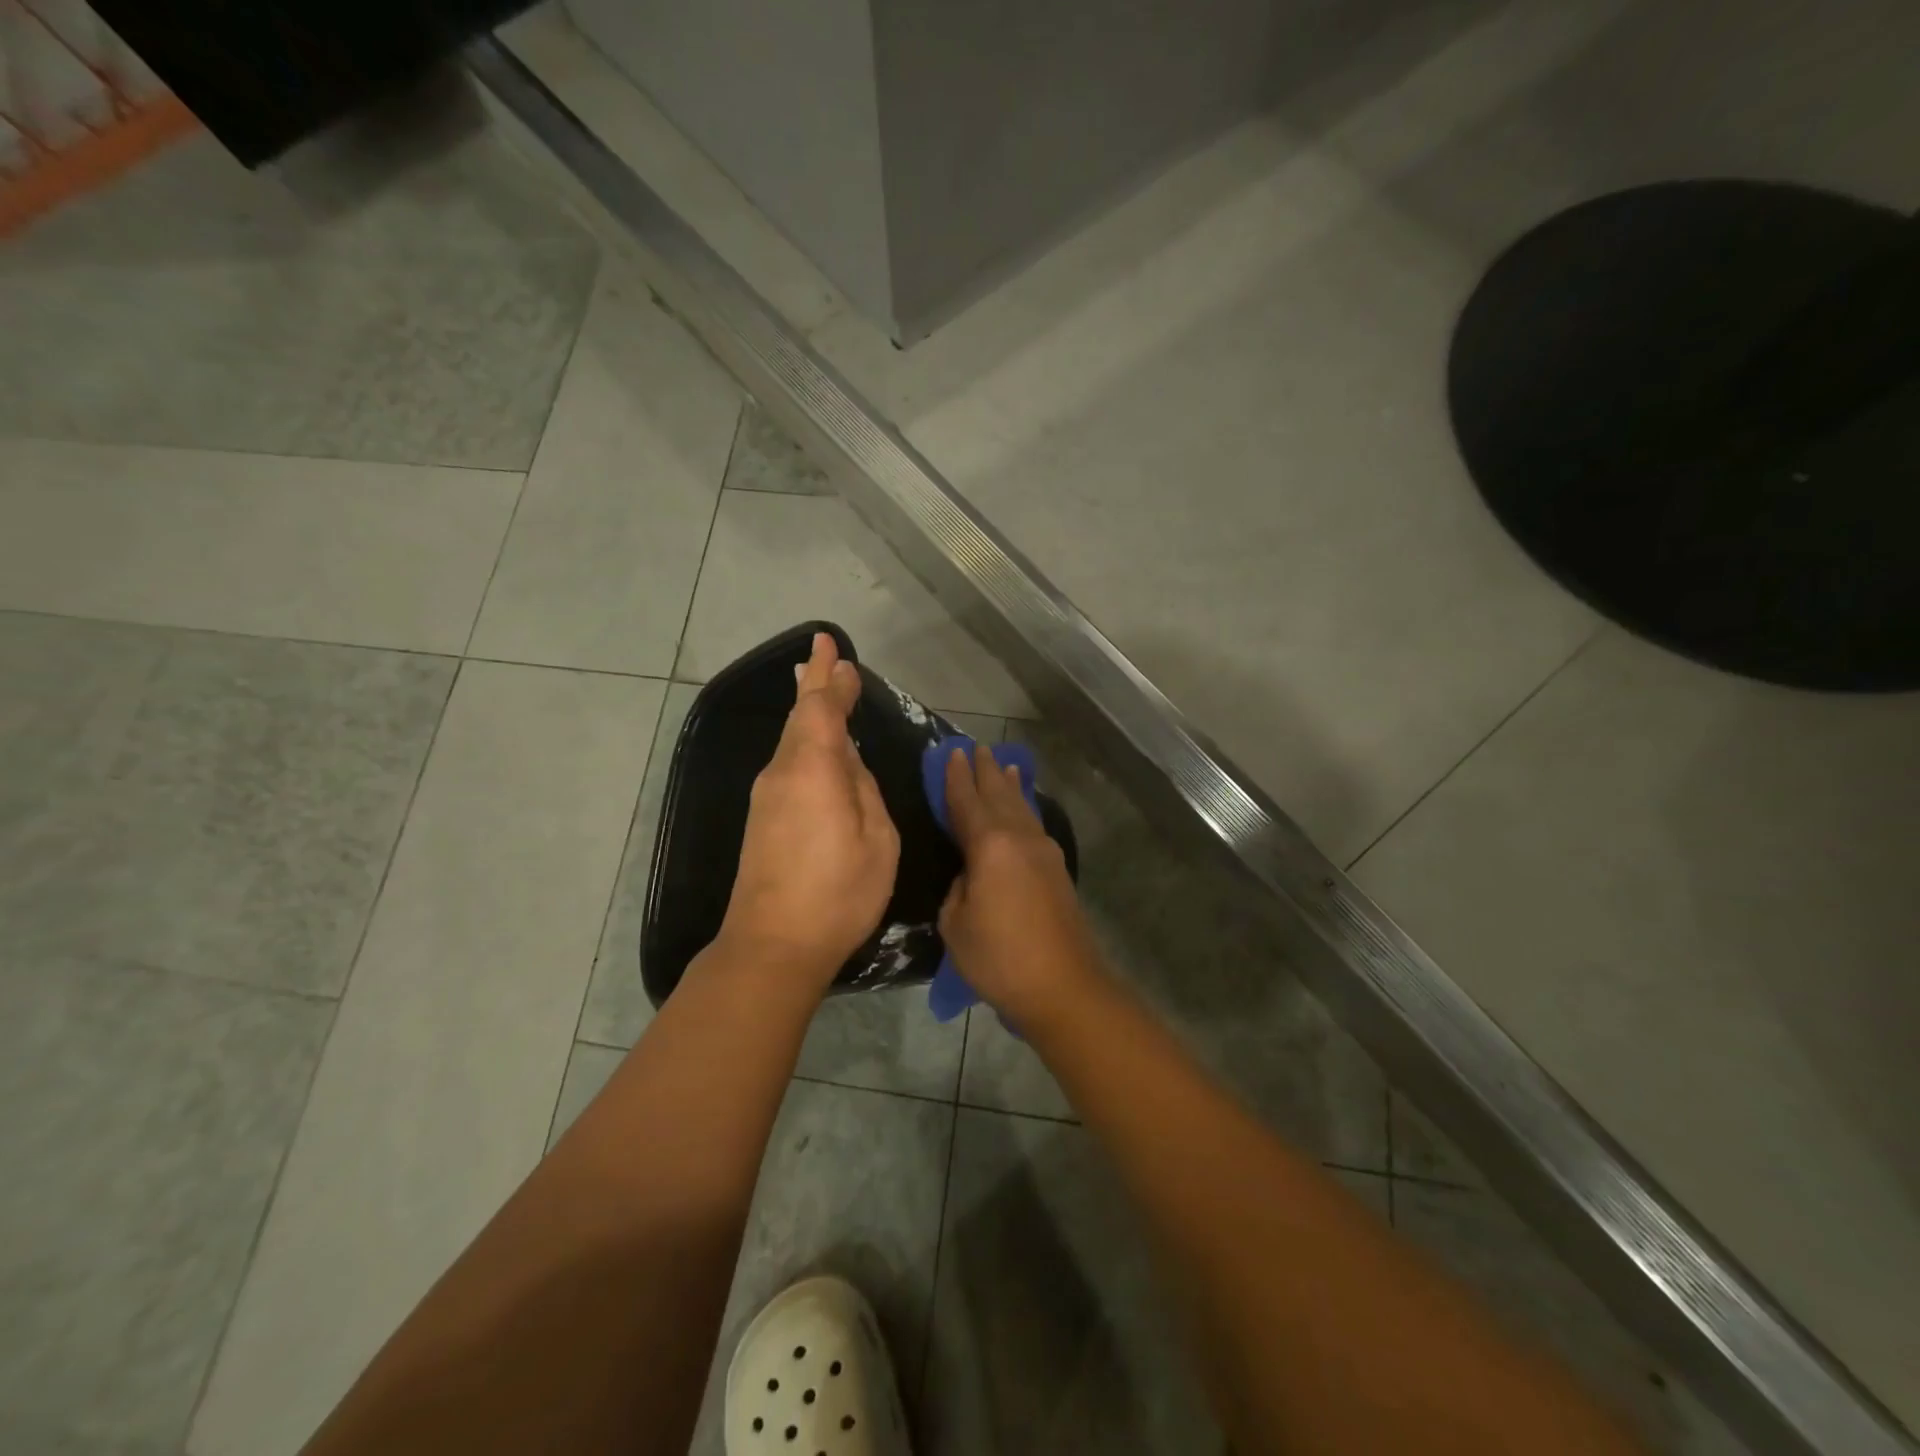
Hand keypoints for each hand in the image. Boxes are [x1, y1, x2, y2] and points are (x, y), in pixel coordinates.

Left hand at [716, 633, 900, 994]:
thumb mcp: (876, 838)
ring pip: (791, 740)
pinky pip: (788, 764)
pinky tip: (816, 746)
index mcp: (813, 767)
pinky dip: (804, 742)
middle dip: (814, 684)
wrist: (772, 946)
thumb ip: (864, 790)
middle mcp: (783, 772)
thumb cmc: (838, 892)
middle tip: (823, 654)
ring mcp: (767, 796)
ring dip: (808, 712)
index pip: (820, 706)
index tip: (831, 645)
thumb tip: (848, 764)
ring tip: (820, 687)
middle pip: (799, 717)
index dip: (829, 675)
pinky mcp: (762, 820)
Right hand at [938, 744, 1104, 1029]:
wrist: (1062, 986)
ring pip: (1022, 807)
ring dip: (1010, 785)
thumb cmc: (1000, 957)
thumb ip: (958, 888)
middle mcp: (1020, 838)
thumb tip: (970, 875)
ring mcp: (1044, 852)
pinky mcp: (1057, 870)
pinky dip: (1025, 808)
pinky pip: (1034, 824)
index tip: (951, 752)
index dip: (956, 777)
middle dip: (986, 771)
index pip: (967, 801)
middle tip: (977, 748)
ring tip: (1006, 765)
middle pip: (1000, 794)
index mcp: (990, 845)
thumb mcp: (956, 923)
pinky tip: (1025, 809)